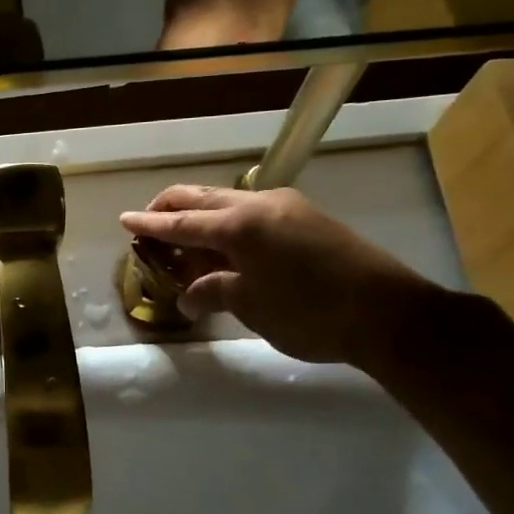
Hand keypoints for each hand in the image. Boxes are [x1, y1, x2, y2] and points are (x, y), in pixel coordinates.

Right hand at [119, 184, 441, 365]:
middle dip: (171, 209)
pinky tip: (225, 251)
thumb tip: (190, 298)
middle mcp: (260, 204)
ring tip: (184, 246)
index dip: (150, 224)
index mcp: (240, 224)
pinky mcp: (307, 220)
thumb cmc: (310, 313)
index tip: (125, 220)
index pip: (181, 221)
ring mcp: (287, 208)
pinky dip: (229, 227)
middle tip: (149, 225)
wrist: (389, 314)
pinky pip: (253, 215)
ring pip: (229, 204)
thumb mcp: (252, 306)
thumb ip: (214, 292)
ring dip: (201, 219)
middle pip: (202, 199)